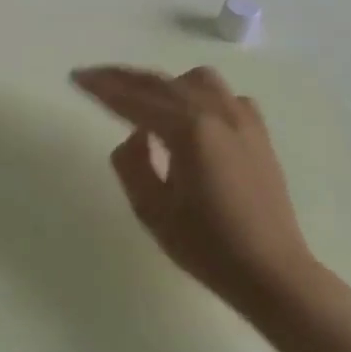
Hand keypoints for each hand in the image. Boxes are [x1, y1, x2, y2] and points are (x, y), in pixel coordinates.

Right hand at [71, 64, 316, 312]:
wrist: (274, 274)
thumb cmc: (208, 247)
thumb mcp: (151, 210)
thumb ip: (131, 162)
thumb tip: (135, 135)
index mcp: (187, 131)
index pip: (133, 99)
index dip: (101, 87)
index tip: (76, 77)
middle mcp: (216, 114)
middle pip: (160, 82)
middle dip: (123, 78)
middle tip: (94, 78)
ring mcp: (242, 120)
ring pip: (195, 80)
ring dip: (165, 84)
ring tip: (145, 100)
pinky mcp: (258, 133)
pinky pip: (224, 97)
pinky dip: (200, 97)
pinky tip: (192, 117)